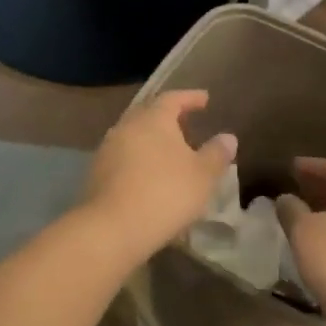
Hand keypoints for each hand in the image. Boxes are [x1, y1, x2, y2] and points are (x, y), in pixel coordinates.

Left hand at [79, 91, 236, 270]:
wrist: (112, 228)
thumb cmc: (165, 193)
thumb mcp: (203, 175)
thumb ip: (216, 153)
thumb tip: (228, 137)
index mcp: (153, 119)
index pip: (173, 98)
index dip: (190, 97)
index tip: (205, 99)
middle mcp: (127, 126)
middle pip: (149, 113)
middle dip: (168, 116)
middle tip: (186, 123)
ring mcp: (108, 148)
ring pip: (134, 134)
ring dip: (152, 138)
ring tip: (169, 151)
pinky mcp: (98, 172)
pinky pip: (123, 156)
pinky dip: (139, 158)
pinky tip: (149, 173)